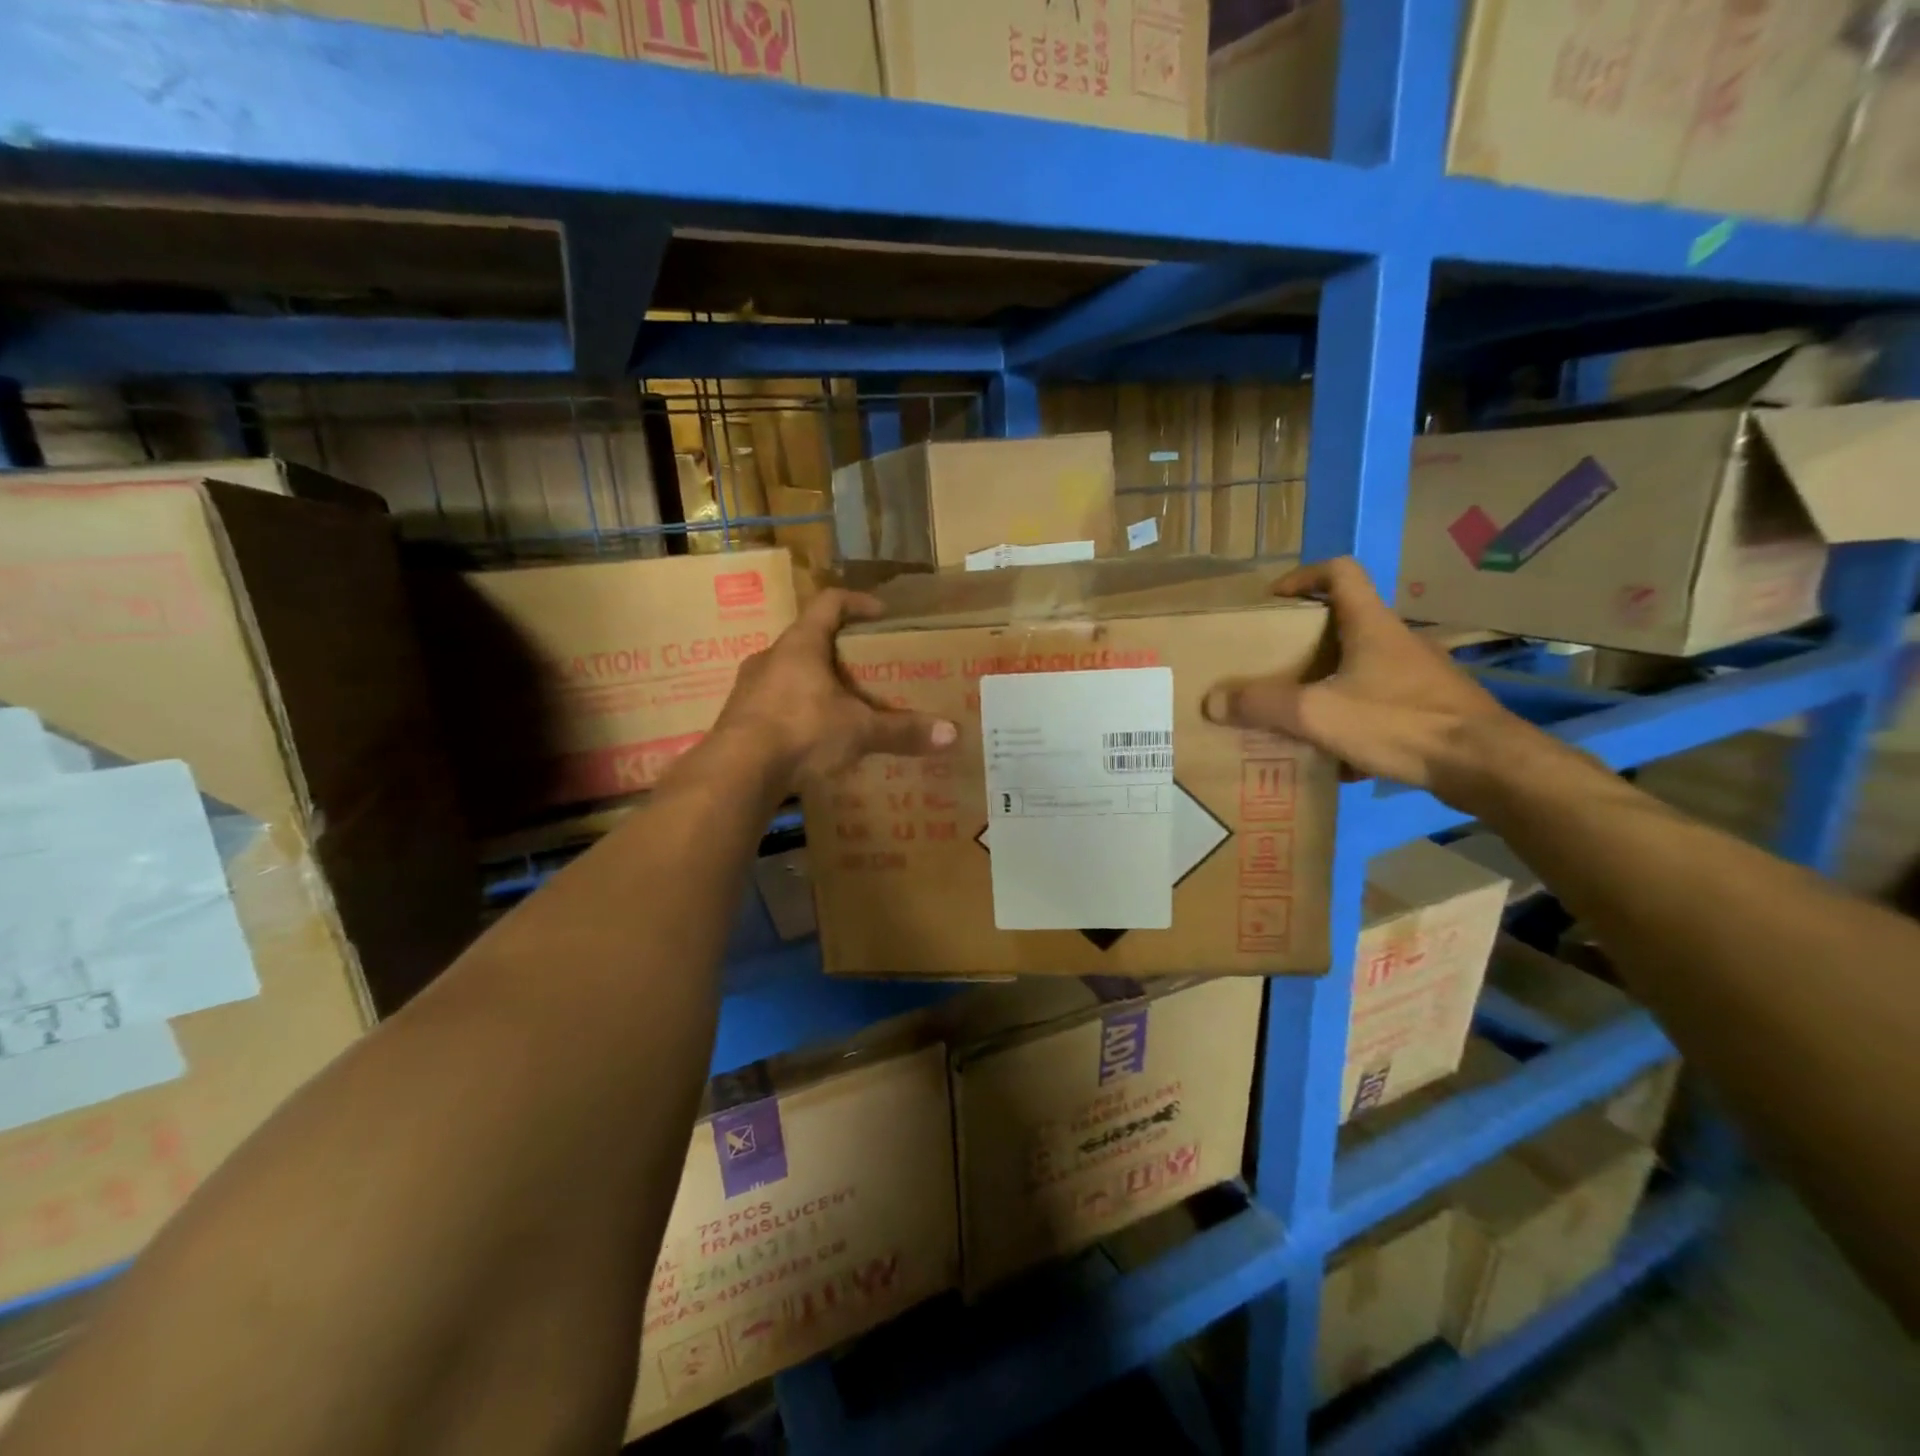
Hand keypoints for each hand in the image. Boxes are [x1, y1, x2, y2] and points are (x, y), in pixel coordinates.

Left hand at [717, 588, 956, 783]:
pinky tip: (811, 738)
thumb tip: (952, 735)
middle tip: (865, 669)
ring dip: (814, 684)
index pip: (830, 603)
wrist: (737, 771)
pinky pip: (773, 704)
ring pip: (788, 673)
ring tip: (840, 706)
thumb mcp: (859, 730)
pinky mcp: (738, 718)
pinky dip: (796, 713)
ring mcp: (749, 687)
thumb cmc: (802, 731)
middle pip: (808, 639)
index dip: (857, 602)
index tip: (880, 613)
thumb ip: (903, 731)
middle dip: (838, 652)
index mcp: (801, 644)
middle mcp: (771, 657)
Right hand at [1203, 557, 1518, 793]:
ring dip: (1325, 683)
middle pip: (1344, 622)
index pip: (1339, 572)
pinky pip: (1377, 702)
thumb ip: (1262, 706)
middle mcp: (1395, 640)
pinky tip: (1335, 755)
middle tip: (1269, 665)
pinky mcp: (1428, 707)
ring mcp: (1416, 675)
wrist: (1485, 765)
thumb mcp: (1318, 714)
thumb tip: (1211, 701)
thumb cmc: (1399, 722)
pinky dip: (1350, 718)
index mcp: (1370, 624)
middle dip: (1302, 641)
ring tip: (1293, 712)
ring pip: (1359, 667)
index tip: (1273, 601)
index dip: (1302, 576)